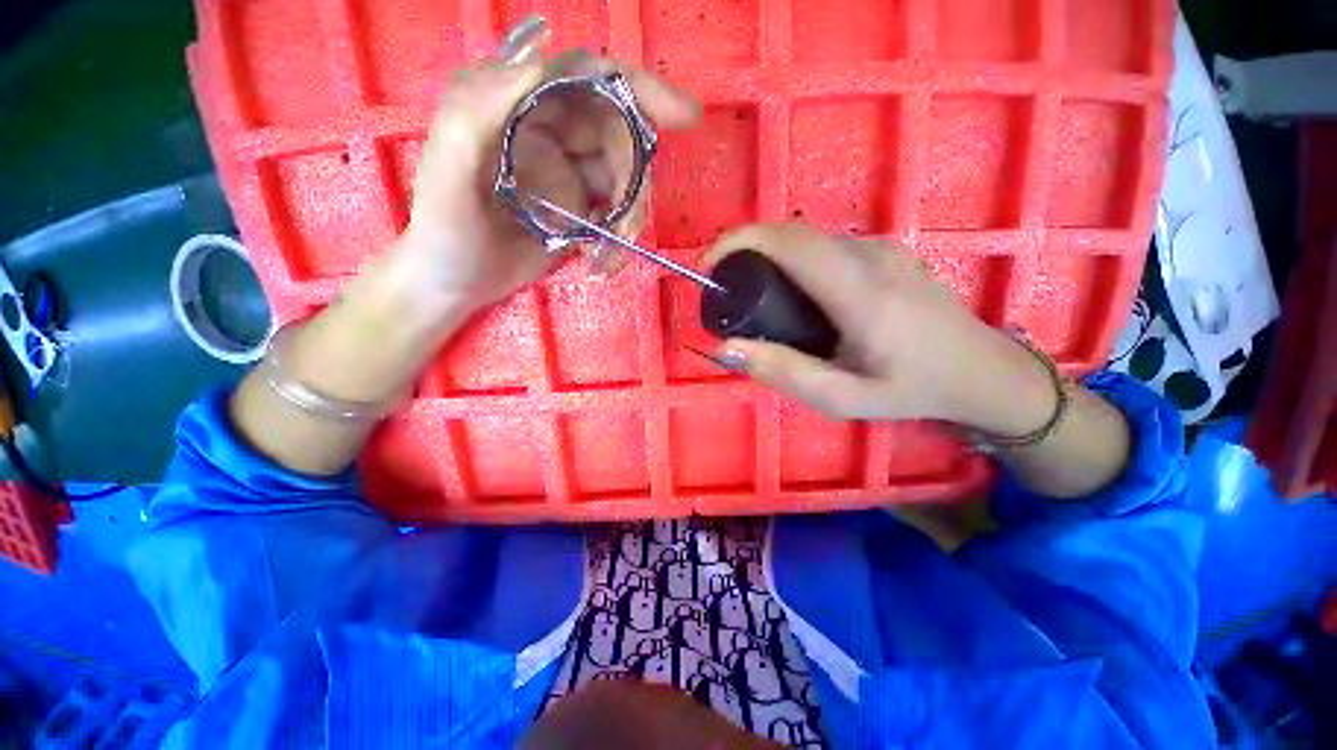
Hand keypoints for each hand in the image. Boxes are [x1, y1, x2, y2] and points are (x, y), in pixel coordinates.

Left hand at [386, 23, 698, 323]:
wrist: (455, 283)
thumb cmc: (444, 230)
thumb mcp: (448, 171)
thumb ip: (480, 109)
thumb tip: (541, 59)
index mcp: (517, 104)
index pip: (589, 78)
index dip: (641, 89)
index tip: (686, 118)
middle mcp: (550, 131)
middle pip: (620, 136)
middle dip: (634, 182)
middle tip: (626, 226)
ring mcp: (569, 173)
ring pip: (626, 181)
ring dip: (630, 220)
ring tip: (607, 258)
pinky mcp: (580, 210)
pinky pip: (618, 217)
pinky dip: (619, 243)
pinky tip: (601, 265)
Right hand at [705, 223, 1057, 434]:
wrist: (980, 370)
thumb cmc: (910, 388)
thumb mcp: (842, 397)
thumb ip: (783, 372)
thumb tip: (725, 348)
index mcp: (860, 293)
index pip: (789, 242)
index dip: (739, 241)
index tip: (709, 266)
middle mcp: (870, 256)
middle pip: (792, 233)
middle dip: (745, 248)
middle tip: (725, 287)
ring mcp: (881, 248)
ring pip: (808, 237)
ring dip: (769, 254)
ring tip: (753, 294)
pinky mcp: (885, 250)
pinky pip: (825, 245)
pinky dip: (793, 259)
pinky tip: (794, 294)